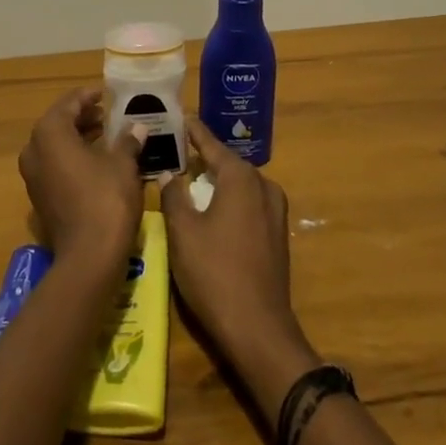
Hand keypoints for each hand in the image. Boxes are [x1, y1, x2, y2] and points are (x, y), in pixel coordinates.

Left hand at [17, 86, 143, 275]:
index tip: (107, 94)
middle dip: (84, 117)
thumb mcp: (123, 165)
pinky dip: (74, 157)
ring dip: (79, 137)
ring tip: (108, 135)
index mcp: (50, 133)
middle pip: (59, 123)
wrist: (88, 257)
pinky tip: (99, 162)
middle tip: (109, 114)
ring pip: (56, 145)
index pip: (69, 103)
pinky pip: (55, 165)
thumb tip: (137, 128)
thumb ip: (128, 141)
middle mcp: (34, 150)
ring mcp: (33, 175)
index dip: (89, 96)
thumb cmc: (106, 200)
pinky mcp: (40, 196)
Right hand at [160, 119, 319, 411]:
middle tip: (174, 150)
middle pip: (227, 163)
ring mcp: (274, 212)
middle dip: (202, 157)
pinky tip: (209, 210)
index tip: (178, 116)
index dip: (193, 131)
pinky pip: (248, 204)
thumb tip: (169, 173)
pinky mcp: (276, 236)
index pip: (211, 144)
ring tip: (187, 178)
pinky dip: (227, 200)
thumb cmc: (215, 273)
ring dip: (215, 181)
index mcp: (241, 178)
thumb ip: (174, 195)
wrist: (257, 328)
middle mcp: (264, 187)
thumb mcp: (183, 231)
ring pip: (239, 185)